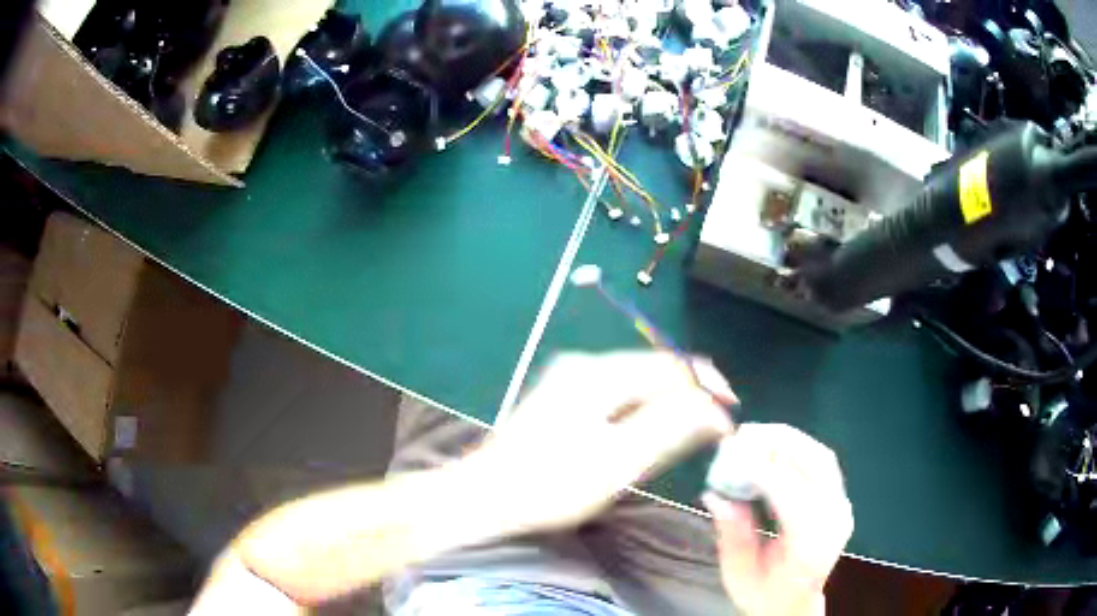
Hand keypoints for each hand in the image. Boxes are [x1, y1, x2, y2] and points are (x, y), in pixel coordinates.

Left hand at [467, 351, 736, 535]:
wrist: (486, 496)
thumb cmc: (551, 485)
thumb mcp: (619, 461)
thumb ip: (670, 428)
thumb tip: (714, 408)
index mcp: (599, 373)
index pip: (671, 365)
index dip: (707, 386)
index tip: (730, 414)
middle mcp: (585, 364)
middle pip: (654, 370)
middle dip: (689, 396)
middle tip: (713, 429)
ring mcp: (571, 379)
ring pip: (638, 383)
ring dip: (667, 404)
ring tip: (689, 433)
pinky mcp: (563, 397)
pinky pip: (618, 394)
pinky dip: (642, 410)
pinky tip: (648, 433)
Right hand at [703, 424, 853, 615]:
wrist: (794, 605)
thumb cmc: (764, 595)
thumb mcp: (737, 574)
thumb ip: (732, 535)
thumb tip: (716, 495)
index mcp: (810, 548)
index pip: (794, 498)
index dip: (765, 471)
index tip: (733, 452)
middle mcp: (834, 522)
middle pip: (817, 466)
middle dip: (780, 443)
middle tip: (744, 434)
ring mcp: (841, 508)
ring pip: (822, 458)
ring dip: (790, 440)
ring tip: (756, 434)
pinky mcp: (839, 500)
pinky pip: (822, 463)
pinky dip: (798, 448)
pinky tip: (774, 447)